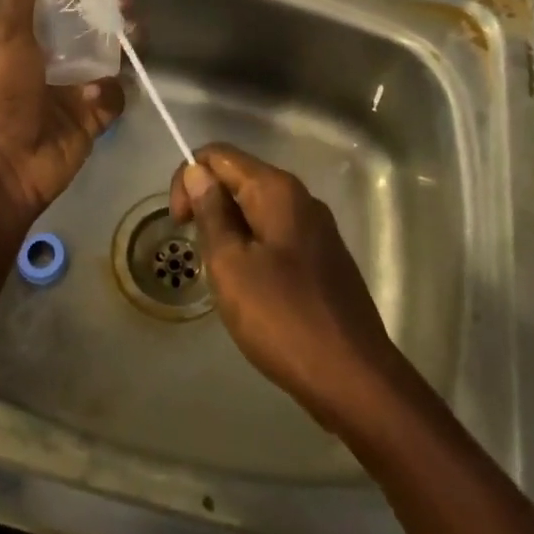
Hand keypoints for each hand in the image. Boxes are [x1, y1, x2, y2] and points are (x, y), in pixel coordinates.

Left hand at [0, 0, 124, 222]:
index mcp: (28, 41)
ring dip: (122, 45)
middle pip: (90, 30)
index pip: (59, 6)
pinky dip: (111, 93)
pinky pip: (114, 97)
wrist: (3, 166)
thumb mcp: (7, 39)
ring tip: (133, 31)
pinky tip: (99, 93)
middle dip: (109, 12)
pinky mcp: (93, 118)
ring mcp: (75, 91)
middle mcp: (53, 62)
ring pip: (110, 60)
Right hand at [169, 144, 402, 431]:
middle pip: (239, 178)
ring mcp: (316, 229)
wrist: (353, 379)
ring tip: (223, 276)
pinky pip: (275, 236)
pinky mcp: (323, 258)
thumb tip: (196, 171)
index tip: (180, 224)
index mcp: (277, 190)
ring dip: (229, 231)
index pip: (218, 155)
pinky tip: (250, 290)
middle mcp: (300, 198)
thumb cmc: (283, 318)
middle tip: (199, 256)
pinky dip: (252, 249)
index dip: (188, 179)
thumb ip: (212, 212)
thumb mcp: (231, 264)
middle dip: (208, 206)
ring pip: (256, 210)